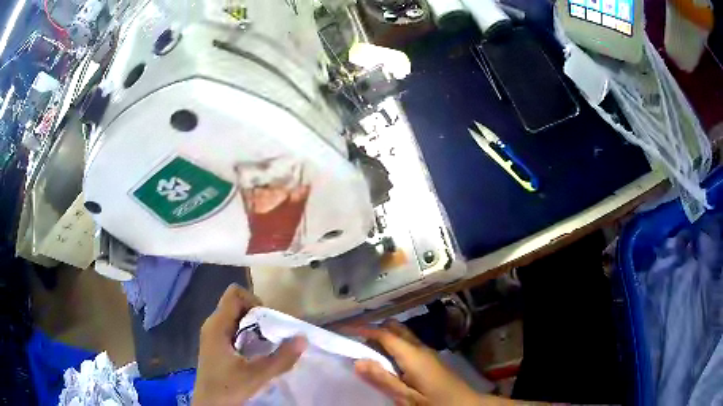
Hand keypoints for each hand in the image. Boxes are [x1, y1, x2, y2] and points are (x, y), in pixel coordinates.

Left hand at [193, 284, 306, 405]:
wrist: (210, 405)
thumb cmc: (228, 388)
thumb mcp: (257, 375)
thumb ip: (281, 358)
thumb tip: (303, 338)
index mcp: (217, 325)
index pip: (234, 294)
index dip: (254, 300)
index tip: (268, 322)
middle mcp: (212, 325)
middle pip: (235, 304)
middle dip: (257, 315)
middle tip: (271, 335)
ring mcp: (212, 335)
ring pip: (234, 318)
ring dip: (253, 326)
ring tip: (266, 345)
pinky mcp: (215, 346)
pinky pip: (232, 329)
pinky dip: (246, 335)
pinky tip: (255, 354)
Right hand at [350, 320, 512, 405]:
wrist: (466, 405)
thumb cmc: (435, 402)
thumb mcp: (406, 397)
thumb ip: (382, 379)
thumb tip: (357, 360)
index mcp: (412, 354)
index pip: (384, 334)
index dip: (362, 329)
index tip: (342, 328)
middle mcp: (420, 348)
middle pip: (394, 328)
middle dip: (373, 330)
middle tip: (354, 342)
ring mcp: (427, 352)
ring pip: (402, 336)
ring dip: (383, 338)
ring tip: (366, 351)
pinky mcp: (430, 359)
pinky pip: (407, 345)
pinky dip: (393, 347)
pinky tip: (387, 362)